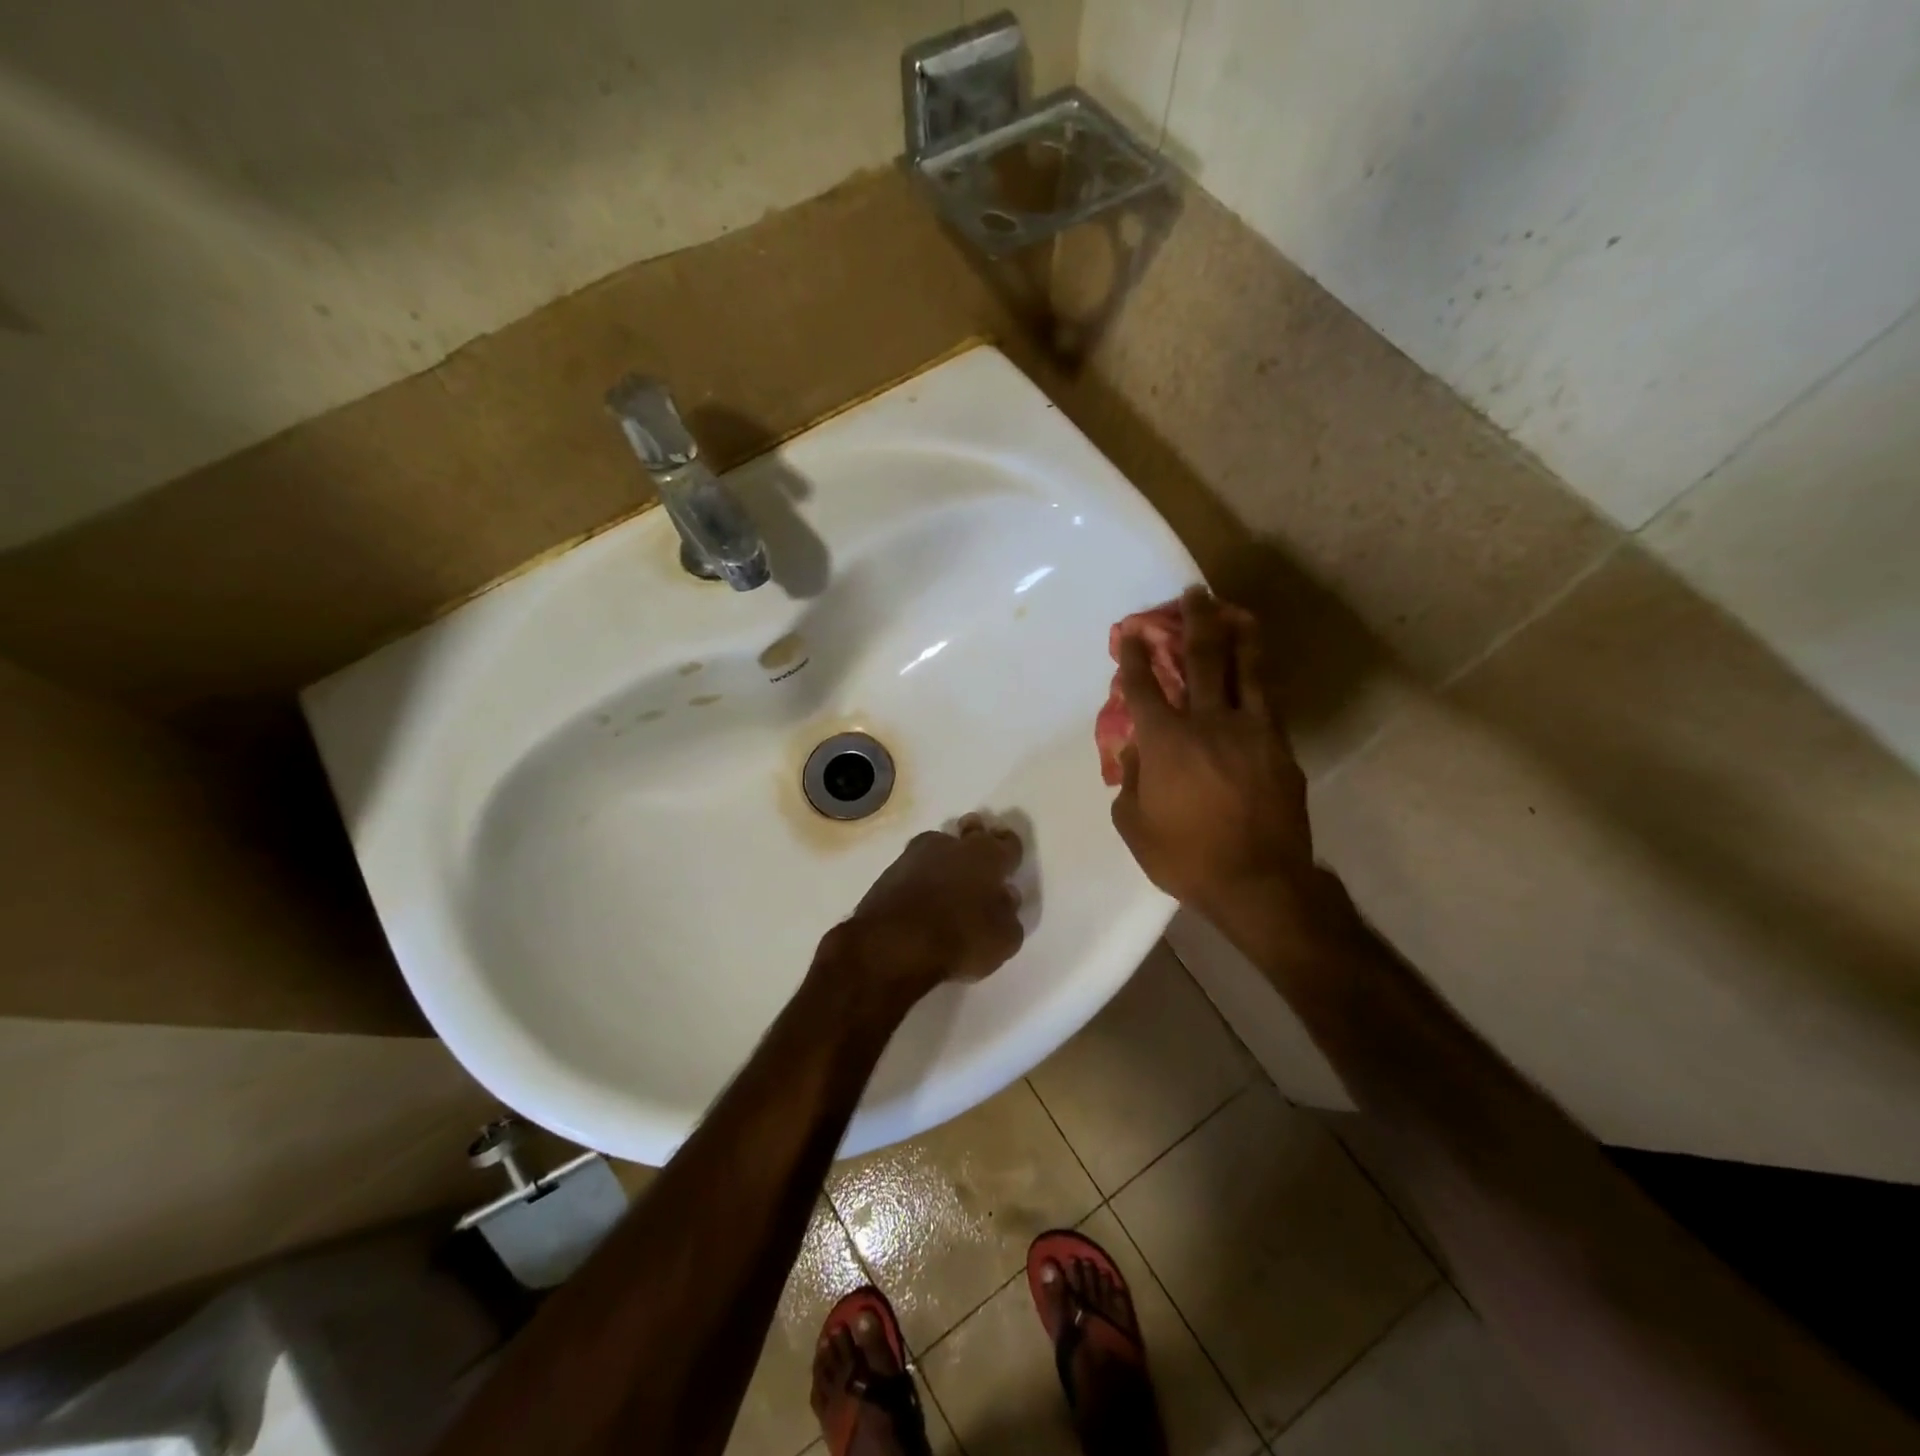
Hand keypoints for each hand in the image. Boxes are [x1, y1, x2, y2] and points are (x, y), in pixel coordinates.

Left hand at [818, 815, 1025, 1016]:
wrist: (894, 943)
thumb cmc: (961, 938)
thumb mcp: (1004, 938)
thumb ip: (1009, 913)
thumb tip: (1005, 896)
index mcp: (988, 857)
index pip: (1008, 843)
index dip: (1010, 847)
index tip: (1009, 853)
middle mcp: (954, 846)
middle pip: (971, 831)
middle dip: (976, 834)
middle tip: (977, 845)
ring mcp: (918, 854)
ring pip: (939, 844)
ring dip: (946, 854)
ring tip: (948, 872)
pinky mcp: (891, 870)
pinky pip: (915, 865)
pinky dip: (922, 873)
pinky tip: (922, 891)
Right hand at [1110, 588, 1316, 920]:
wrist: (1258, 883)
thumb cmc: (1186, 857)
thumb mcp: (1134, 825)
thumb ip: (1130, 781)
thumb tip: (1137, 752)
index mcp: (1165, 742)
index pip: (1144, 686)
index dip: (1135, 654)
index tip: (1131, 629)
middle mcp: (1208, 723)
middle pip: (1201, 658)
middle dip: (1194, 620)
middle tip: (1195, 593)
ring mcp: (1250, 731)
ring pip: (1246, 669)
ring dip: (1238, 635)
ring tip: (1236, 611)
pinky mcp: (1279, 746)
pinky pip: (1267, 701)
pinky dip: (1259, 678)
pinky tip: (1257, 669)